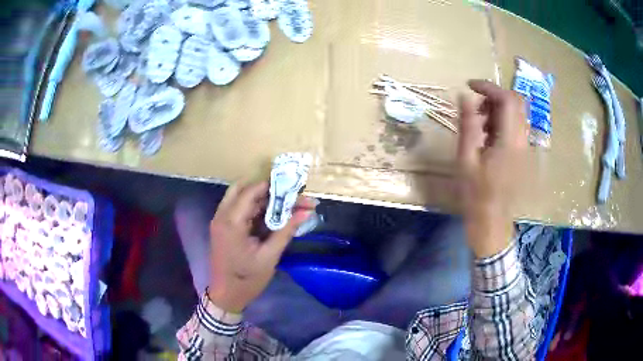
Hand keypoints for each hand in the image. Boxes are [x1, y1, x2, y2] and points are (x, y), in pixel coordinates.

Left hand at [207, 181, 316, 312]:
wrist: (226, 295)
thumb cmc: (247, 279)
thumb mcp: (269, 256)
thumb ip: (286, 230)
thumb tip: (306, 211)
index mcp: (231, 222)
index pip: (251, 191)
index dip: (272, 186)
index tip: (293, 187)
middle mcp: (222, 215)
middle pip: (244, 189)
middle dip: (267, 190)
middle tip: (289, 196)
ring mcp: (220, 220)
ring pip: (241, 198)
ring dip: (262, 199)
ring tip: (285, 204)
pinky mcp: (223, 227)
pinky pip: (239, 209)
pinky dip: (255, 208)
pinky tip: (272, 215)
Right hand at [458, 80, 527, 257]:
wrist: (492, 221)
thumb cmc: (476, 194)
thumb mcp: (466, 158)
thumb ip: (467, 124)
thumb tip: (463, 96)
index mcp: (509, 141)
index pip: (507, 99)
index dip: (488, 87)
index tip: (469, 86)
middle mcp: (522, 140)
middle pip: (516, 102)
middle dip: (494, 96)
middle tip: (475, 106)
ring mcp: (524, 147)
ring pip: (517, 113)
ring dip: (497, 109)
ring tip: (479, 123)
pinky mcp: (522, 153)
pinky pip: (515, 126)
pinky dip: (502, 121)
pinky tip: (488, 136)